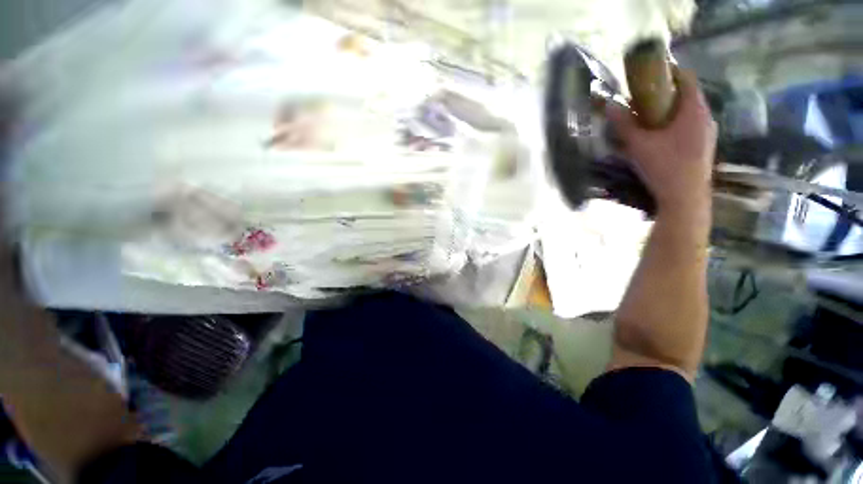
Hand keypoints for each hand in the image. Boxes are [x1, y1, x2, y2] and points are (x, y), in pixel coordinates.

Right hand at [606, 69, 716, 216]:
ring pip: (688, 112)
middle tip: (642, 100)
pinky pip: (689, 126)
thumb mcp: (639, 145)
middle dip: (664, 94)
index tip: (649, 73)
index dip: (669, 71)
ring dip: (669, 111)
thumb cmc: (664, 167)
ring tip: (648, 120)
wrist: (685, 198)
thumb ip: (624, 124)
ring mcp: (707, 133)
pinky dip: (674, 124)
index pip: (686, 78)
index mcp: (694, 110)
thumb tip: (609, 105)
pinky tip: (659, 138)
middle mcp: (705, 117)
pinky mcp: (704, 146)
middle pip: (686, 95)